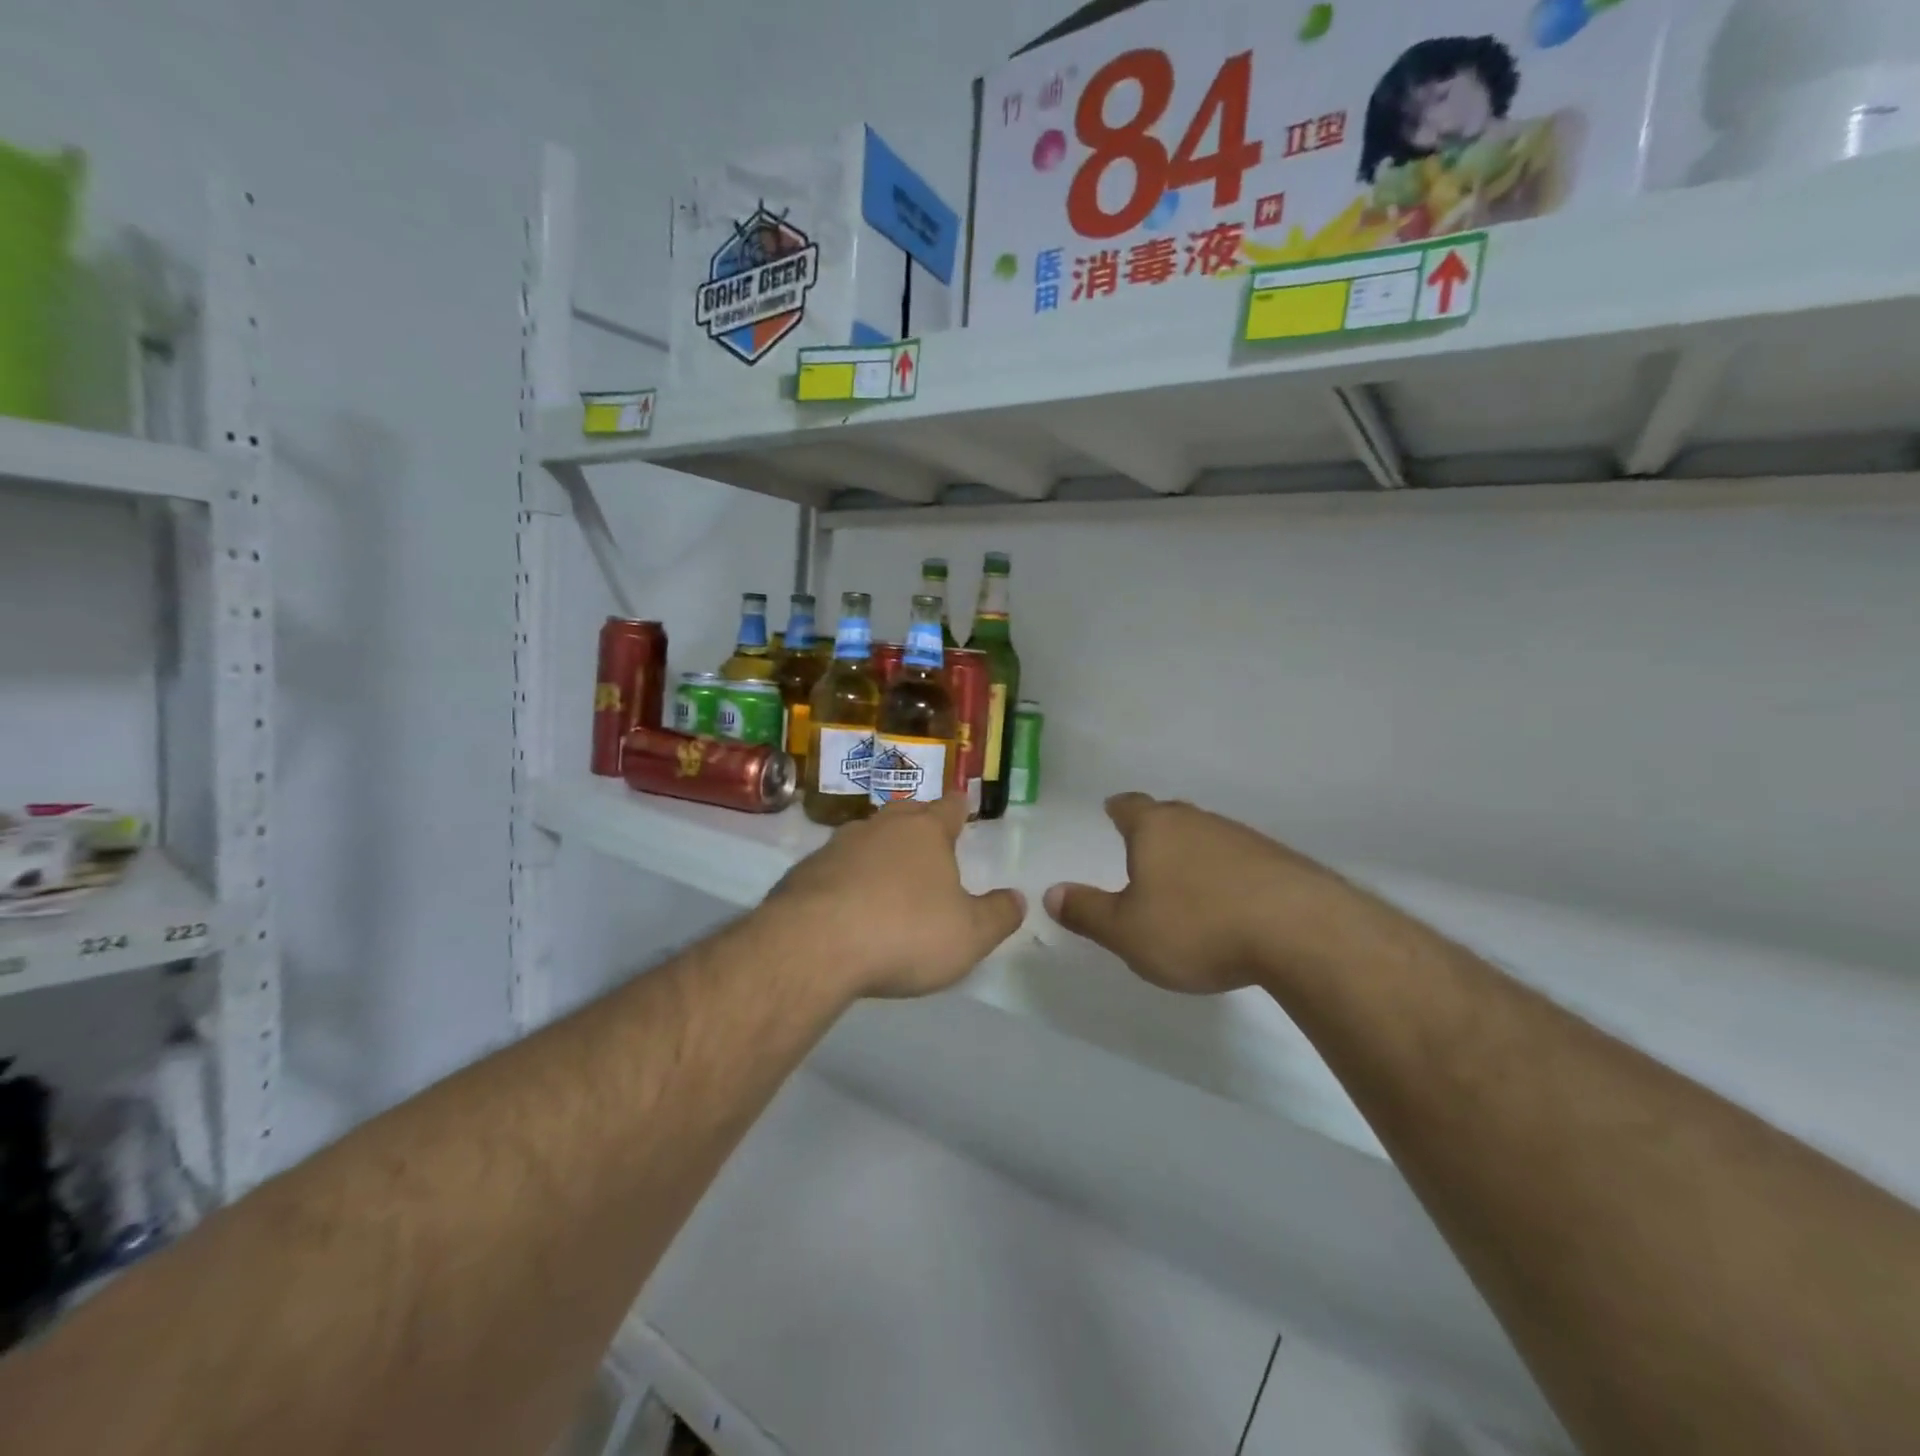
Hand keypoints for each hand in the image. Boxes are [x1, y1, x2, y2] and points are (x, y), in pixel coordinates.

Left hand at [765, 794, 1025, 999]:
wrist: (813, 946)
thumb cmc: (904, 933)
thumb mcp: (969, 935)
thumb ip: (999, 915)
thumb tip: (1018, 898)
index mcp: (925, 832)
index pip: (949, 807)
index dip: (959, 808)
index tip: (961, 808)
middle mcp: (880, 827)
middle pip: (905, 815)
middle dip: (919, 825)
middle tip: (929, 841)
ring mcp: (837, 846)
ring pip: (866, 837)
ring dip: (879, 851)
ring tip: (888, 875)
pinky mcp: (803, 872)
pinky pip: (834, 867)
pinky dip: (846, 878)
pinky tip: (847, 905)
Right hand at [1044, 793, 1369, 994]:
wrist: (1300, 932)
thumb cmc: (1196, 927)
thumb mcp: (1127, 931)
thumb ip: (1087, 912)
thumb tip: (1051, 893)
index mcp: (1156, 829)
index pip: (1130, 806)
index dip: (1118, 809)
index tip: (1112, 810)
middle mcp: (1198, 822)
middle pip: (1170, 817)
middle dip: (1155, 831)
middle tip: (1143, 850)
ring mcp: (1243, 839)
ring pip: (1207, 838)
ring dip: (1193, 855)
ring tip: (1186, 884)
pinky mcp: (1279, 862)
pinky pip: (1240, 861)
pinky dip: (1228, 875)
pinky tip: (1231, 904)